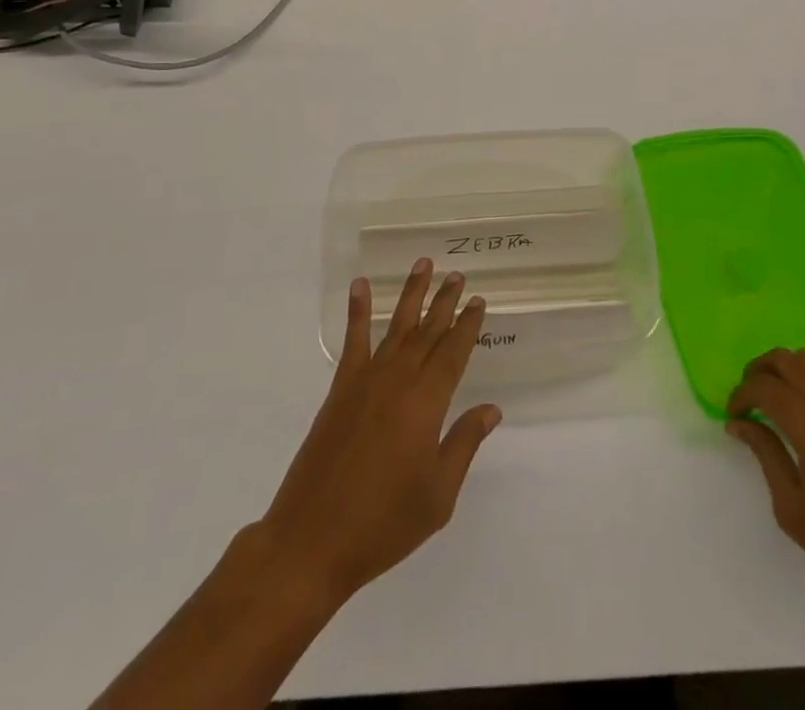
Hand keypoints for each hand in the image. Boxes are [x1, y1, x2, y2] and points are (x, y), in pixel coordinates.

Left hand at [255, 259, 501, 606]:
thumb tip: (491, 409)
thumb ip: (464, 444)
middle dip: (445, 301)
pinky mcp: (340, 389)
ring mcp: (366, 380)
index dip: (468, 325)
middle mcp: (399, 380)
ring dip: (411, 293)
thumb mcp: (438, 495)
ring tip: (423, 264)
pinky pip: (353, 340)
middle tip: (457, 274)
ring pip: (397, 326)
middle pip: (428, 331)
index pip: (454, 352)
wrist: (312, 540)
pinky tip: (361, 286)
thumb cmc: (383, 523)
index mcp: (427, 402)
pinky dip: (358, 310)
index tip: (478, 301)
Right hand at [727, 348, 804, 620]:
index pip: (765, 387)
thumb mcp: (791, 508)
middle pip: (787, 360)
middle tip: (749, 398)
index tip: (733, 415)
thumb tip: (738, 423)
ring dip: (788, 368)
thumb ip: (765, 454)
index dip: (741, 395)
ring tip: (778, 395)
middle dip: (759, 371)